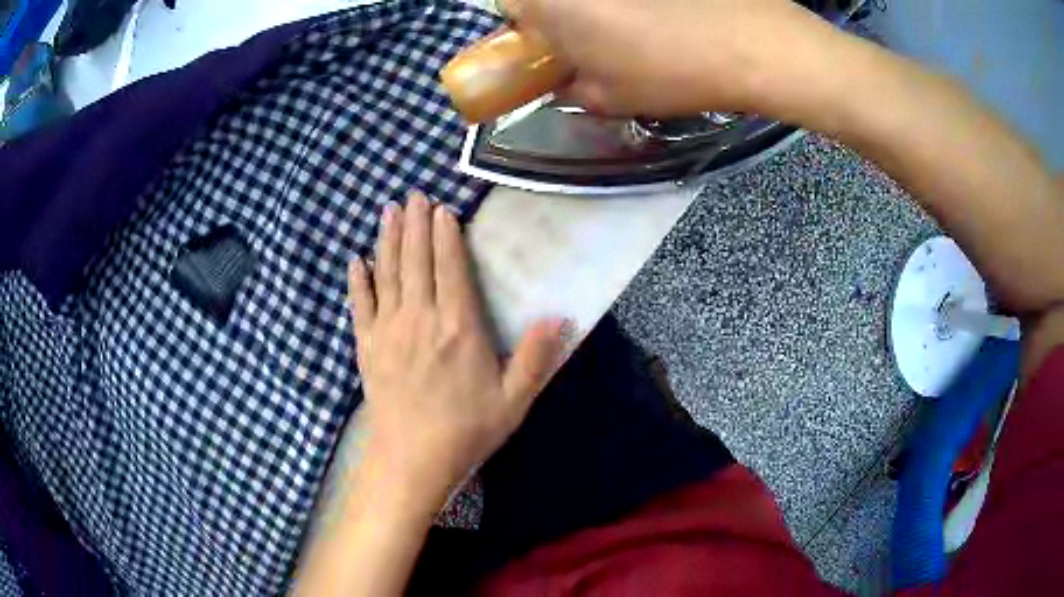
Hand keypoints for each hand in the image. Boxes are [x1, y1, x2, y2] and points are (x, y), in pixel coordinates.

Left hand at [348, 192, 566, 499]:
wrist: (412, 459)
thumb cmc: (466, 430)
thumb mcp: (514, 400)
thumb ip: (536, 356)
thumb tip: (560, 316)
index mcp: (458, 327)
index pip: (451, 268)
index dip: (445, 235)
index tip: (442, 209)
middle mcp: (420, 318)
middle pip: (416, 261)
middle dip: (415, 224)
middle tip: (414, 194)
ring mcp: (388, 330)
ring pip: (387, 273)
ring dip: (388, 239)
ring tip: (389, 210)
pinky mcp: (368, 347)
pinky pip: (360, 304)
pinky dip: (358, 280)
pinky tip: (356, 260)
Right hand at [501, 0, 835, 117]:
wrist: (754, 43)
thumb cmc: (671, 71)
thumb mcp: (609, 97)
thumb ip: (570, 88)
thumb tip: (565, 81)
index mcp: (550, 1)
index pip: (507, 5)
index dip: (525, 26)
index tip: (549, 45)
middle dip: (559, 14)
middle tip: (591, 39)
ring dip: (600, 9)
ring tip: (637, 28)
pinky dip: (634, 4)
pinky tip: (665, 14)